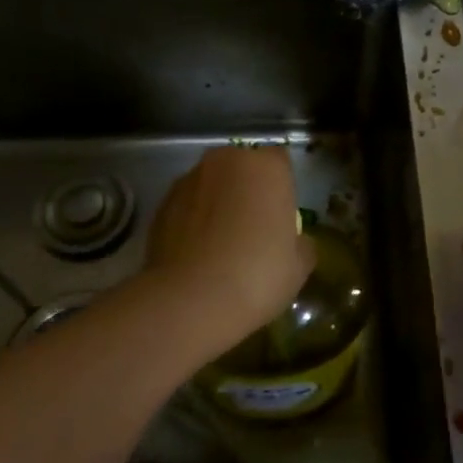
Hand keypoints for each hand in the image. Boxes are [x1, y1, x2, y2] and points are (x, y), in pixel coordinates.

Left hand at [145, 146, 314, 353]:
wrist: (191, 301)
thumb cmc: (258, 275)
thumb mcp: (299, 265)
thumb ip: (301, 242)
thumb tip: (296, 241)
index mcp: (266, 167)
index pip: (280, 161)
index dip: (282, 186)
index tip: (281, 215)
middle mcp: (225, 162)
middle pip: (242, 167)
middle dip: (247, 188)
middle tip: (253, 226)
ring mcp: (188, 180)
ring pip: (211, 184)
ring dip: (218, 202)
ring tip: (220, 242)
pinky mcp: (161, 204)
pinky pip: (187, 205)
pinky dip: (193, 220)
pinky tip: (197, 253)